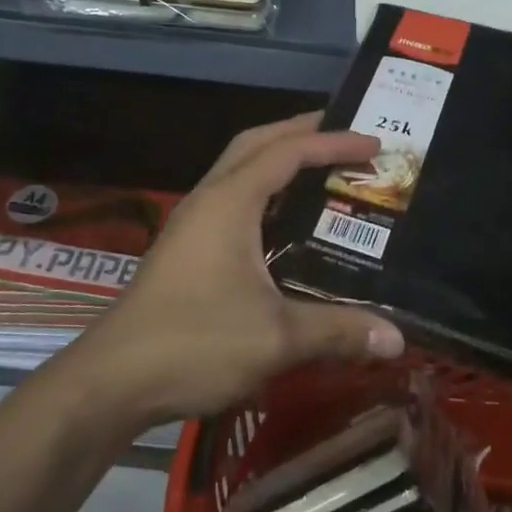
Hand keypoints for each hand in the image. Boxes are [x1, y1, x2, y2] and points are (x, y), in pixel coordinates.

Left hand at [78, 113, 405, 424]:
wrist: (113, 380)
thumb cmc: (195, 343)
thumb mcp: (276, 338)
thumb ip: (338, 330)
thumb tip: (398, 338)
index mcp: (230, 201)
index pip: (289, 152)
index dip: (334, 143)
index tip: (375, 146)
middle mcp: (209, 198)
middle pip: (257, 142)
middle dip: (302, 131)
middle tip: (346, 136)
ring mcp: (192, 220)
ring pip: (239, 165)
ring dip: (279, 156)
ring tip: (321, 166)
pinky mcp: (185, 244)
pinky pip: (232, 193)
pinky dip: (264, 186)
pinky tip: (284, 218)